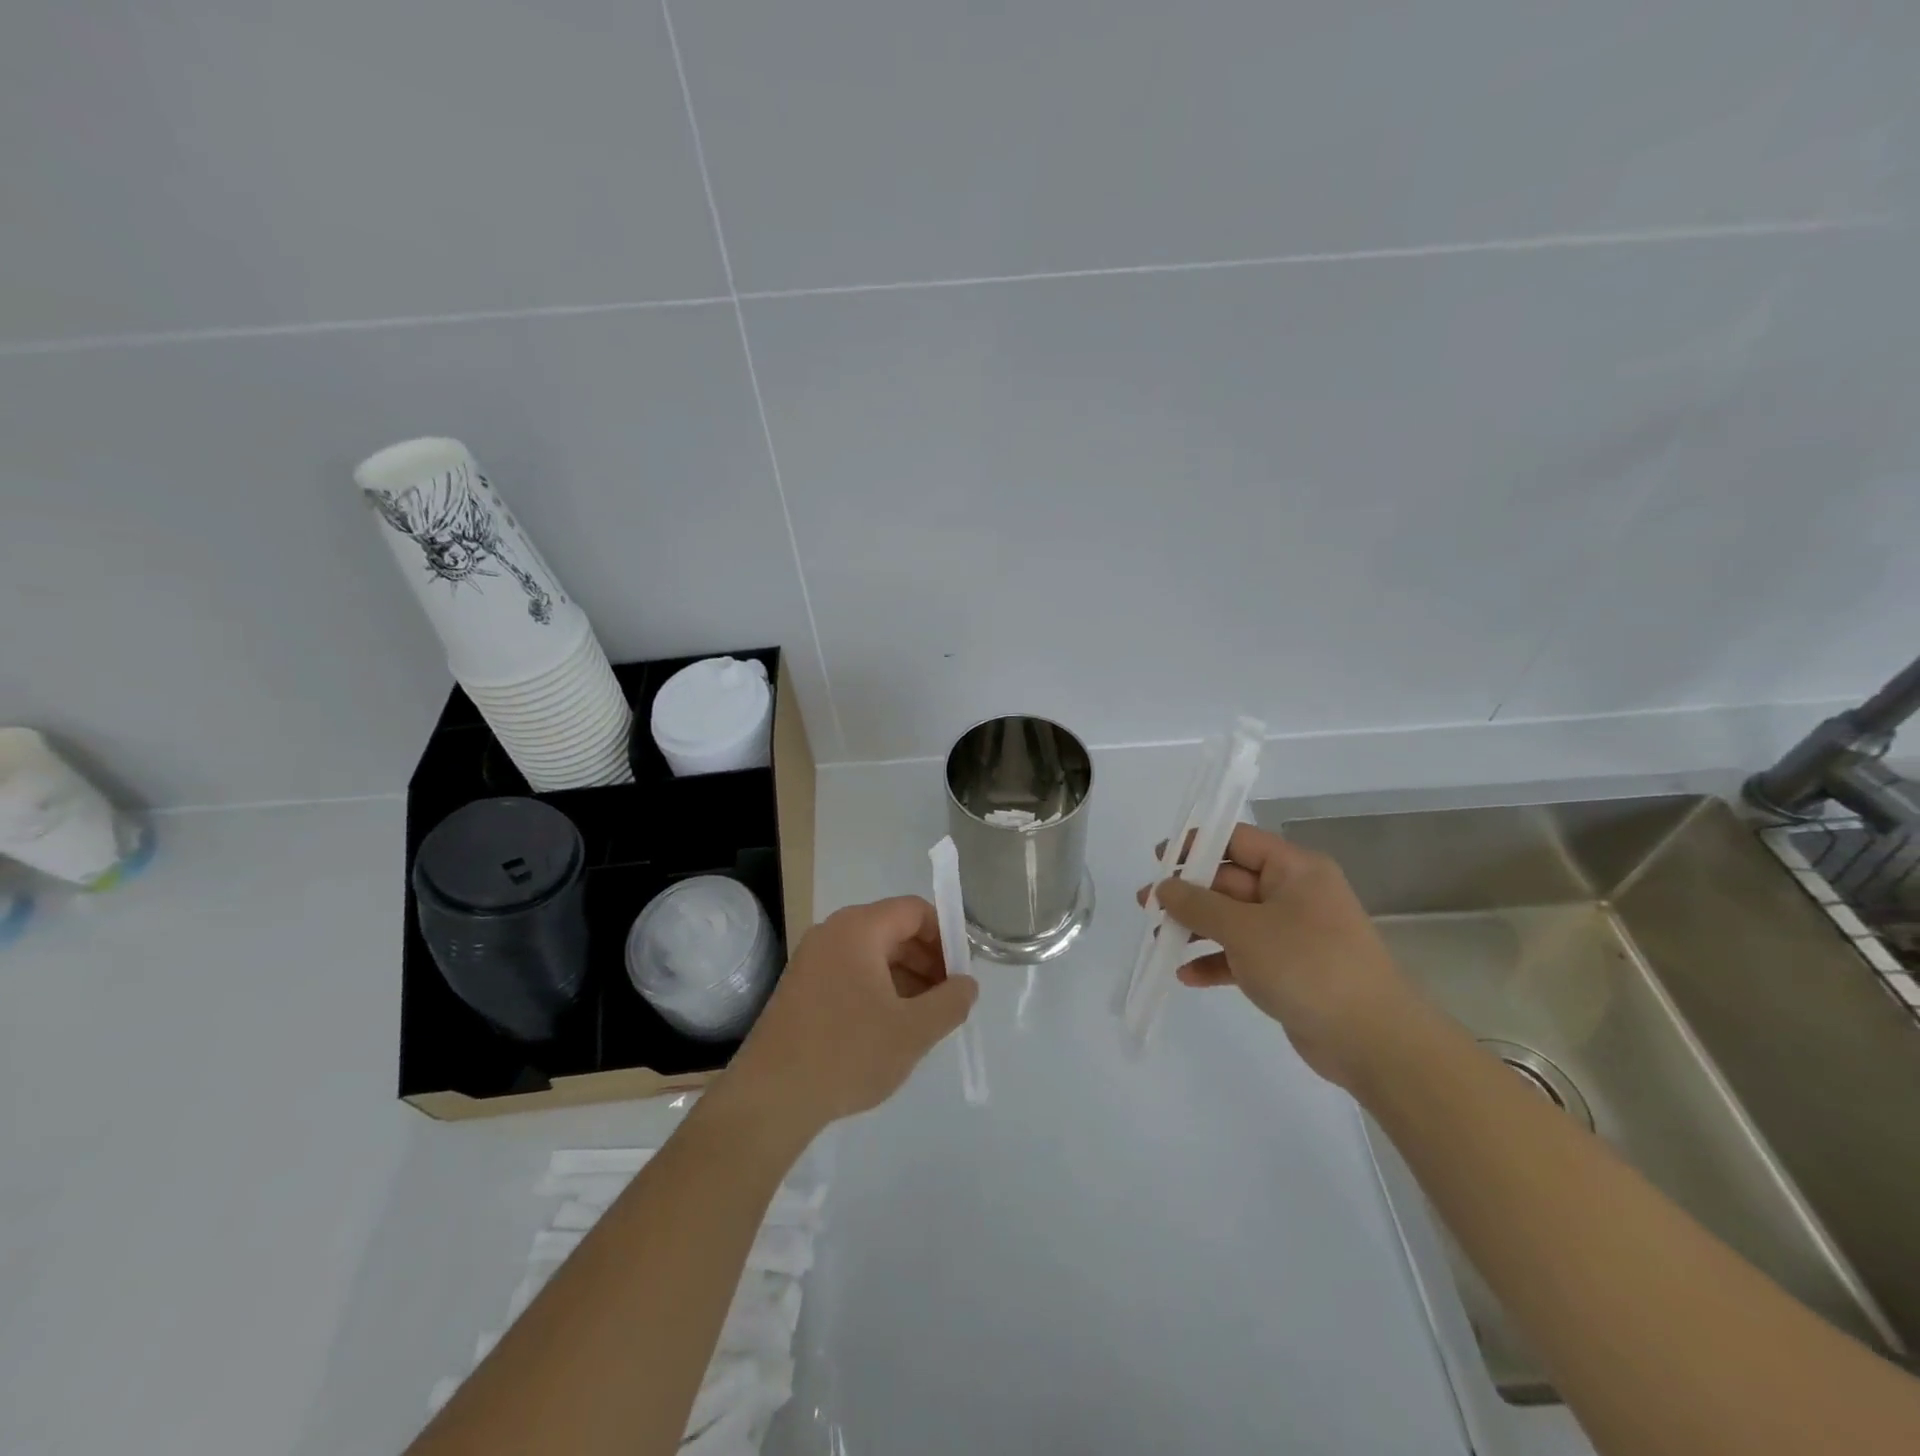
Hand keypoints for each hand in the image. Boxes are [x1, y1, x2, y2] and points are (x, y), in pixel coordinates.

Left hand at [725, 896, 978, 1130]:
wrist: (769, 1098)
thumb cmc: (847, 1054)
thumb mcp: (913, 1031)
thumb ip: (951, 1002)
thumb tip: (967, 984)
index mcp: (859, 928)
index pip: (915, 910)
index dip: (946, 936)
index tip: (962, 973)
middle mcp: (832, 932)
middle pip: (893, 929)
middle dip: (927, 960)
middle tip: (948, 999)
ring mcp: (812, 958)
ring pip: (872, 953)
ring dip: (905, 977)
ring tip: (923, 1019)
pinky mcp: (801, 986)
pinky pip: (851, 972)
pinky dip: (878, 989)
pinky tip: (888, 1028)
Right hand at [1143, 824, 1422, 1089]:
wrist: (1373, 1040)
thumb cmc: (1308, 965)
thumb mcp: (1245, 929)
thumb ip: (1198, 905)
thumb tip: (1164, 887)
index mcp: (1294, 869)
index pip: (1238, 840)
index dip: (1196, 845)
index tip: (1158, 860)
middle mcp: (1294, 894)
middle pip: (1230, 881)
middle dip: (1187, 893)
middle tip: (1145, 904)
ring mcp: (1291, 934)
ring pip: (1232, 920)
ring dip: (1195, 928)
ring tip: (1156, 939)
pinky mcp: (1288, 970)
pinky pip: (1242, 955)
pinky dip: (1215, 961)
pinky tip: (1186, 976)